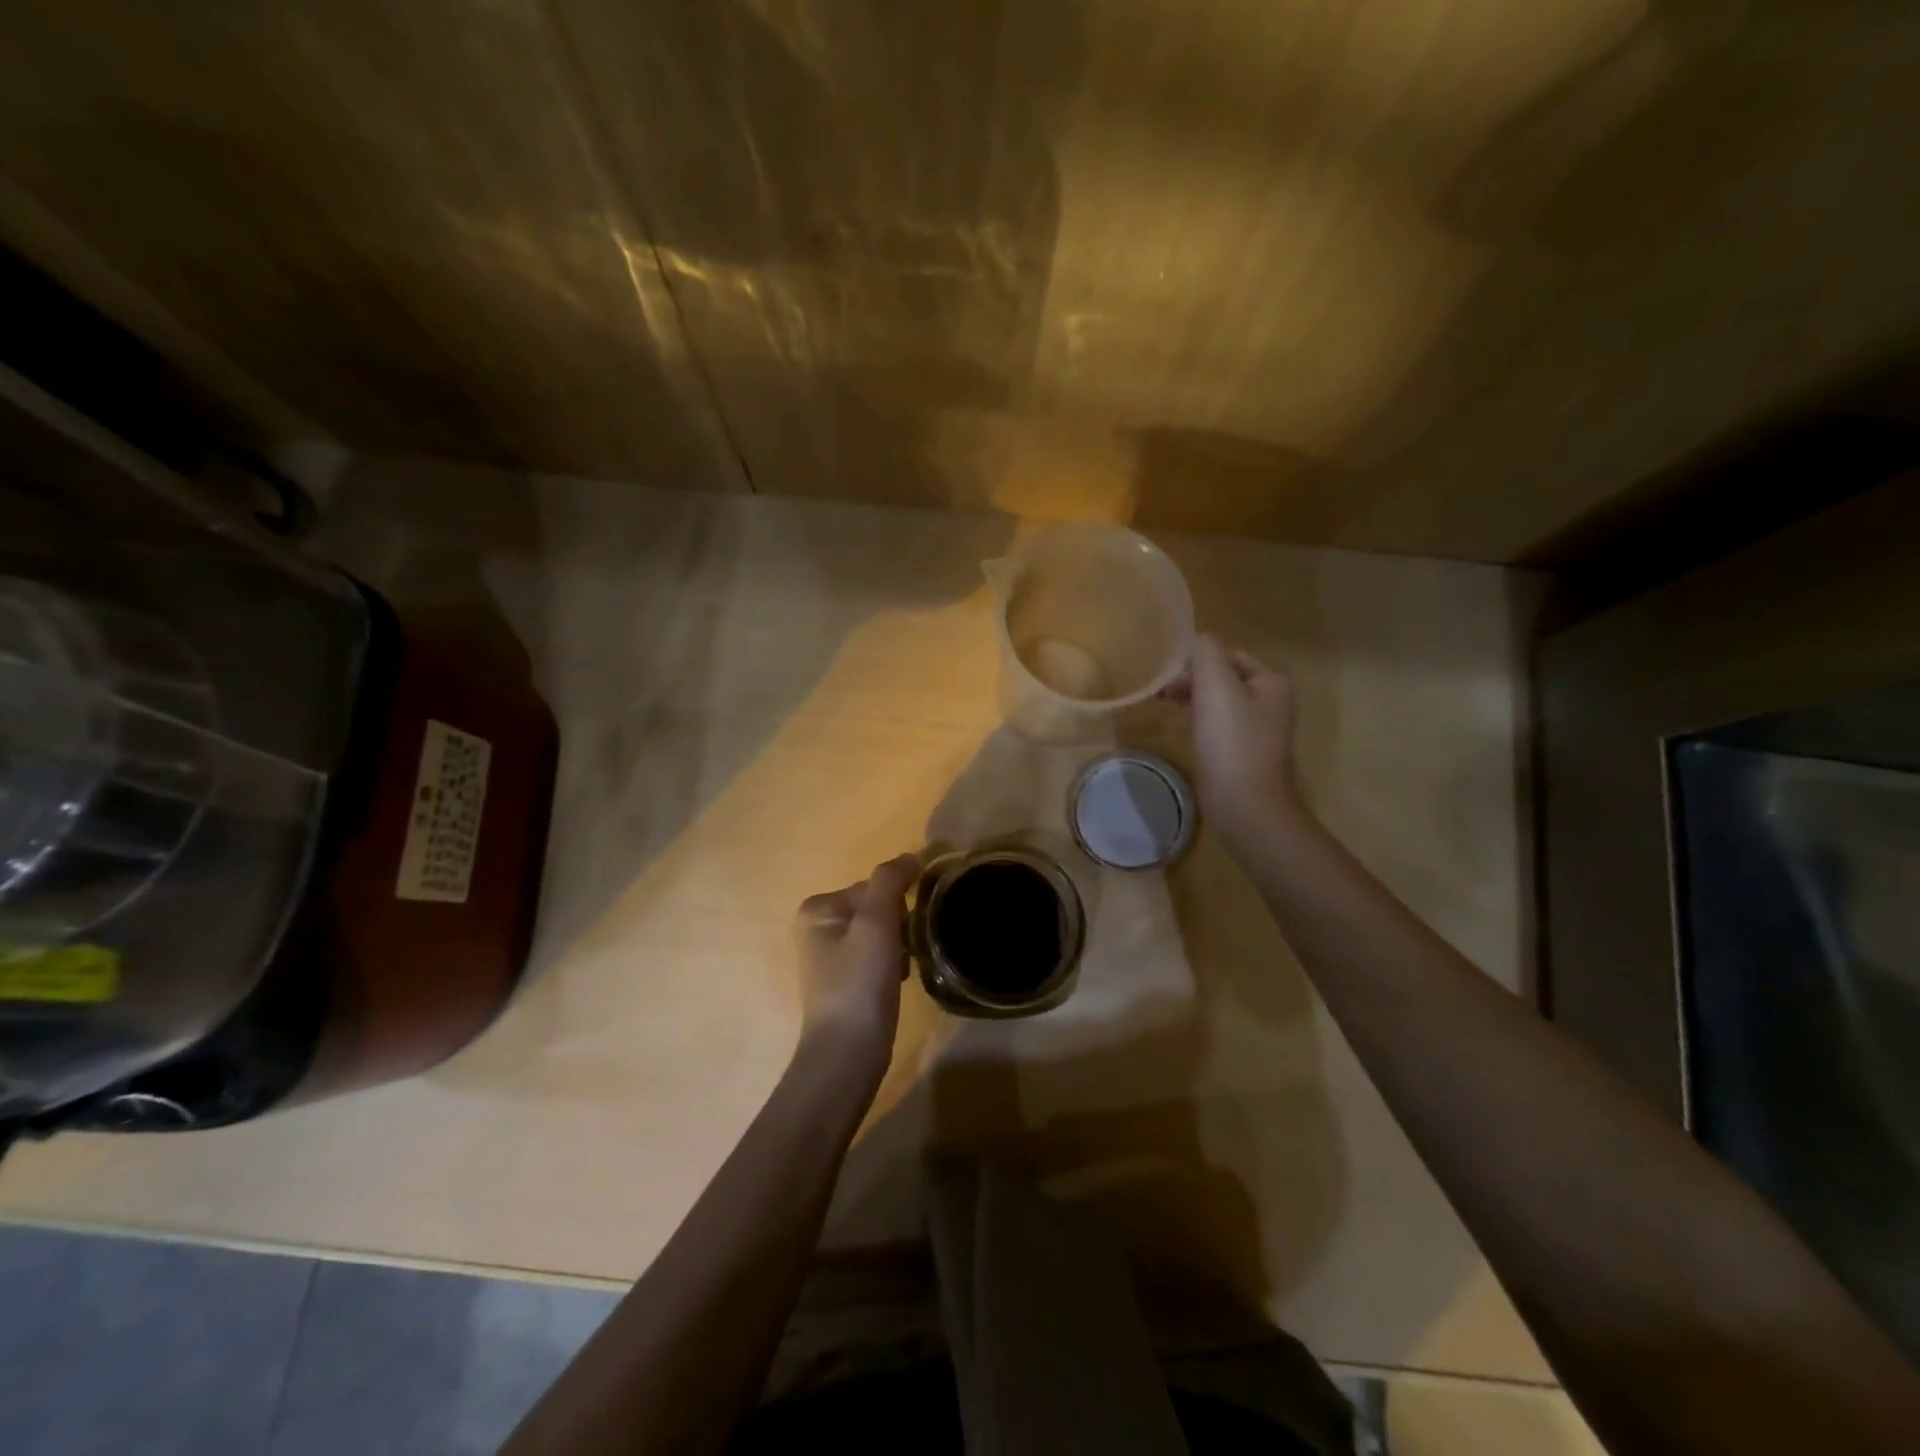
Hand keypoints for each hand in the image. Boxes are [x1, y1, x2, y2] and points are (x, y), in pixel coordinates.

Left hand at [793, 854, 919, 1073]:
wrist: (848, 1053)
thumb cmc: (859, 982)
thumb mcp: (876, 922)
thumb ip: (890, 881)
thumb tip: (909, 856)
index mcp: (817, 908)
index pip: (873, 887)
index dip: (896, 906)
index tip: (902, 933)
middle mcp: (816, 927)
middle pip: (877, 909)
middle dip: (898, 928)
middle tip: (901, 954)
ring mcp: (828, 957)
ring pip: (881, 933)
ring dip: (899, 947)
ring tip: (898, 972)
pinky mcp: (843, 982)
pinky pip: (877, 957)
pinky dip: (892, 966)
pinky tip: (894, 984)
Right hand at [1169, 635, 1303, 842]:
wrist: (1246, 806)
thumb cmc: (1232, 743)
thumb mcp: (1217, 686)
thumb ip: (1206, 653)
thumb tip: (1196, 639)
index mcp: (1271, 681)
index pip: (1228, 653)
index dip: (1196, 658)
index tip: (1165, 672)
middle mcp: (1271, 701)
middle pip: (1224, 676)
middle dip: (1192, 679)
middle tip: (1160, 690)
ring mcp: (1259, 730)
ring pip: (1219, 701)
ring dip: (1192, 699)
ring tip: (1164, 705)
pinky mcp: (1243, 753)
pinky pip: (1218, 725)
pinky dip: (1198, 721)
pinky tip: (1181, 729)